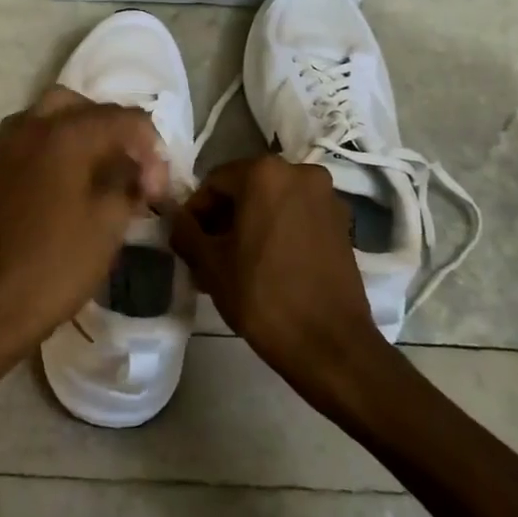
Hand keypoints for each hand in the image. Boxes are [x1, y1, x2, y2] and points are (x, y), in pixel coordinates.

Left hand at [0, 88, 167, 373]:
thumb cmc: (59, 263)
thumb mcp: (110, 220)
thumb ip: (130, 179)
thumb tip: (139, 167)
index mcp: (66, 133)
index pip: (125, 118)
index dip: (151, 149)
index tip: (157, 189)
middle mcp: (34, 124)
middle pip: (88, 107)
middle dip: (118, 132)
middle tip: (136, 170)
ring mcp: (11, 143)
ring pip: (59, 114)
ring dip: (89, 133)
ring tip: (110, 172)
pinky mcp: (1, 164)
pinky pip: (39, 134)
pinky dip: (64, 143)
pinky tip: (80, 177)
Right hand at [169, 157, 386, 385]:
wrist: (330, 344)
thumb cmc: (262, 296)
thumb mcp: (210, 264)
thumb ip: (185, 230)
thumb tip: (174, 216)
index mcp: (265, 173)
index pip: (214, 182)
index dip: (195, 211)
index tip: (187, 242)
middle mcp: (300, 172)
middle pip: (246, 188)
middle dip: (223, 218)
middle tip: (207, 255)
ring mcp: (327, 197)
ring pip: (273, 202)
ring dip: (250, 225)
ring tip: (235, 264)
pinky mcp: (343, 223)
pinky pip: (297, 216)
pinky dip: (277, 231)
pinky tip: (266, 265)